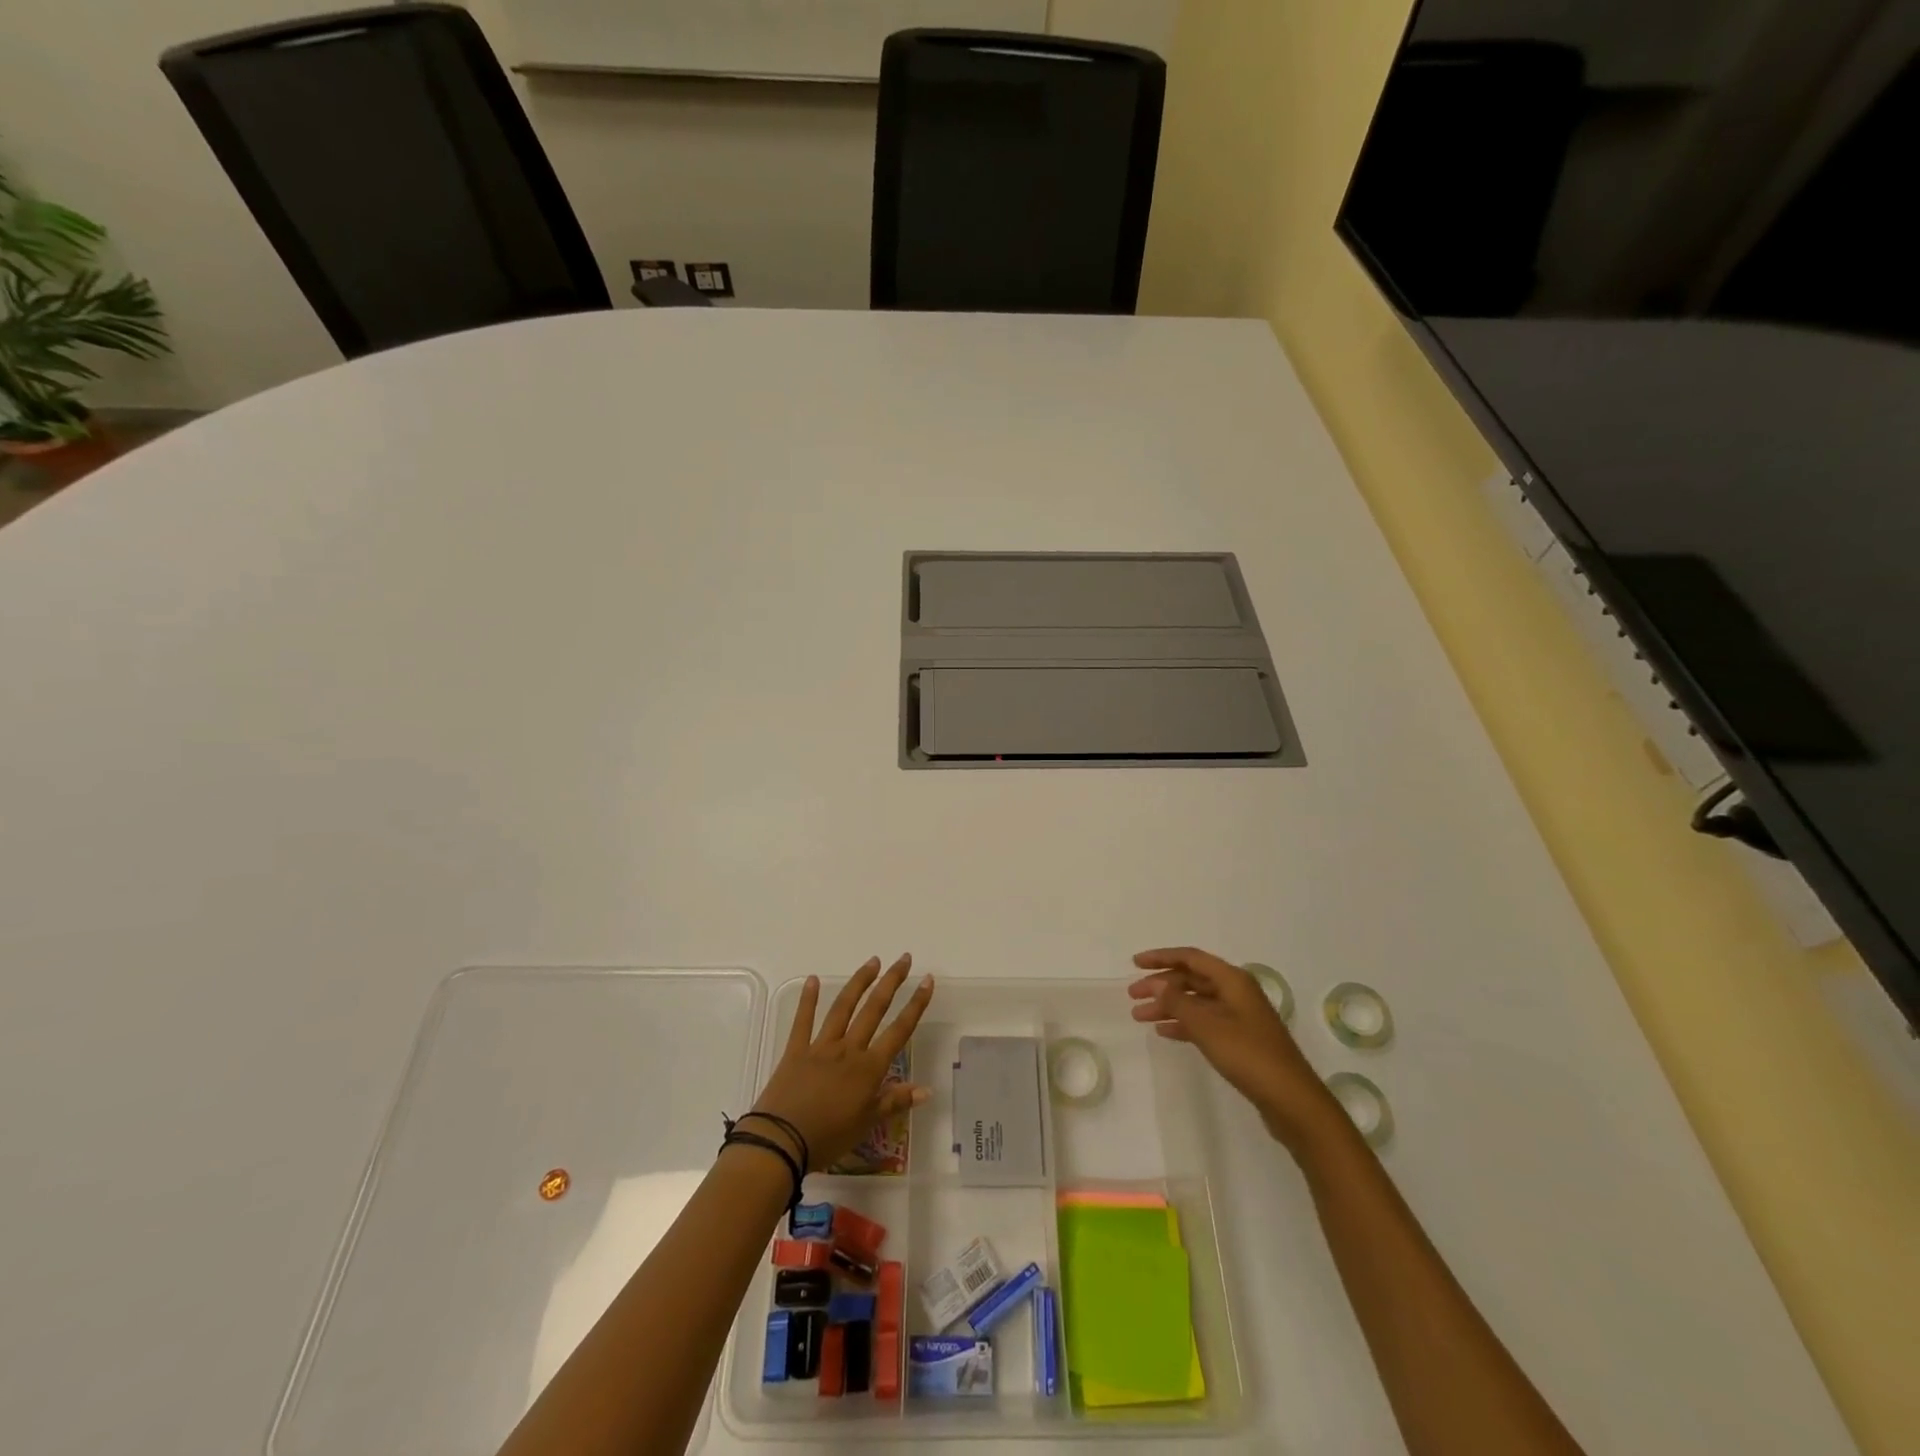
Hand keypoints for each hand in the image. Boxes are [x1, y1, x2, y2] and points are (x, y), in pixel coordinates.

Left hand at [750, 954, 933, 1171]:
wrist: (781, 1141)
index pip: (899, 1031)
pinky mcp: (795, 1050)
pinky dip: (808, 999)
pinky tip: (813, 979)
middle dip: (891, 982)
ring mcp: (821, 1046)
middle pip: (873, 1010)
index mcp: (868, 1068)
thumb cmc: (828, 1137)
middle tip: (903, 959)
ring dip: (859, 983)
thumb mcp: (867, 1124)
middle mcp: (848, 1049)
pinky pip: (803, 1021)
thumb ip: (895, 1102)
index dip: (915, 1005)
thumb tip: (927, 1090)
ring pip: (843, 1008)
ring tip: (872, 962)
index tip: (927, 980)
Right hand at [1129, 946, 1341, 1152]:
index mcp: (1233, 980)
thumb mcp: (1207, 1026)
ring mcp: (1239, 1016)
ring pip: (1196, 1002)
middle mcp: (1236, 992)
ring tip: (1140, 1016)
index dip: (1161, 957)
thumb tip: (1157, 984)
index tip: (1134, 963)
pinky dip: (1183, 1023)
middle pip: (1192, 979)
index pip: (1190, 958)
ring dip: (1169, 1006)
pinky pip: (1204, 1022)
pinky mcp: (1240, 1039)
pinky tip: (1164, 1032)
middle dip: (1161, 985)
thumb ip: (1178, 1002)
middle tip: (1133, 996)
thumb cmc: (1248, 1055)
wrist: (1291, 1100)